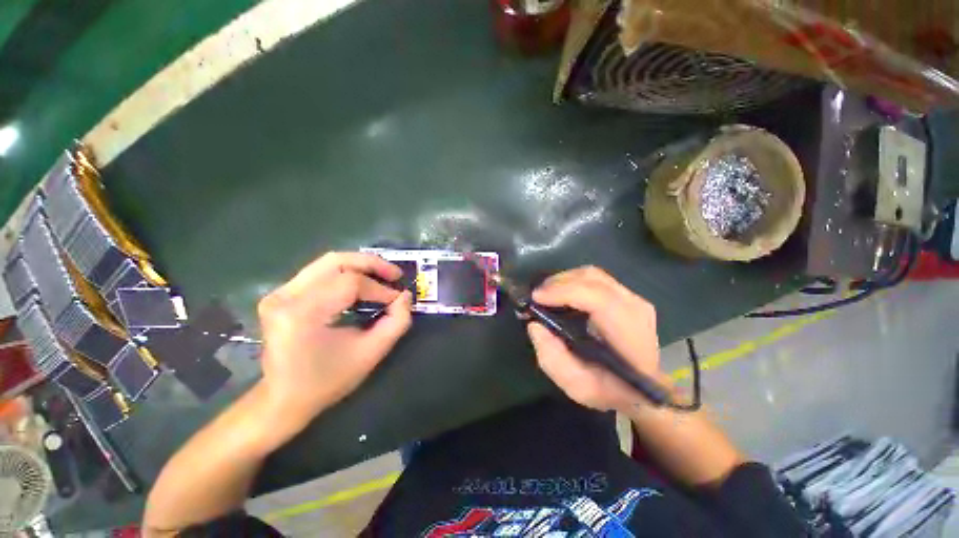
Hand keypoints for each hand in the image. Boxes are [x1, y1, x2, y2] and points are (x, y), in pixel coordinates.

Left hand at [256, 252, 412, 432]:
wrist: (285, 397)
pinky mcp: (276, 294)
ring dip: (354, 268)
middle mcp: (285, 295)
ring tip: (379, 277)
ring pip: (322, 265)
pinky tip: (354, 285)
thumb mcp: (365, 357)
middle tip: (394, 274)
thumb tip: (405, 297)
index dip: (377, 288)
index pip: (347, 284)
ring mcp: (277, 293)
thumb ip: (392, 326)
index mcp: (302, 314)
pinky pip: (312, 275)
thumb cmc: (325, 383)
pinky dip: (337, 277)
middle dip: (368, 264)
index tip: (399, 297)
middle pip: (333, 262)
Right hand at [527, 266, 668, 412]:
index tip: (536, 298)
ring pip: (598, 276)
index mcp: (627, 332)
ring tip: (548, 294)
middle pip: (595, 279)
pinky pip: (603, 282)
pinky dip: (580, 284)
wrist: (643, 392)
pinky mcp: (634, 300)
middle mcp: (635, 308)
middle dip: (561, 282)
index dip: (563, 291)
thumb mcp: (578, 387)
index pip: (596, 297)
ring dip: (570, 280)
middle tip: (537, 295)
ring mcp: (638, 301)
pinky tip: (567, 297)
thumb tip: (535, 326)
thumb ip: (553, 359)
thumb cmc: (611, 392)